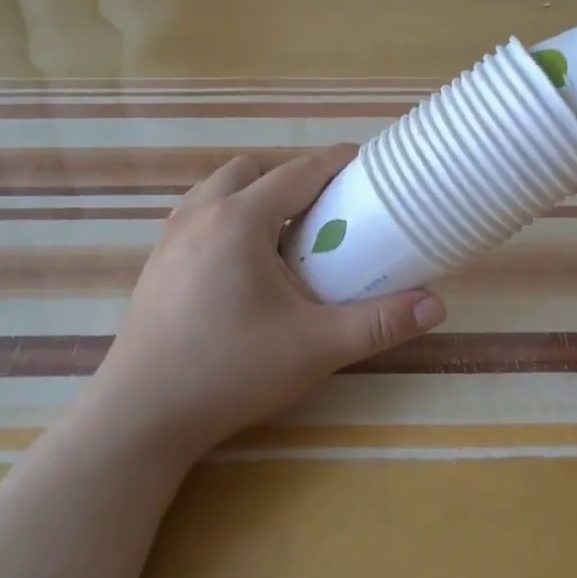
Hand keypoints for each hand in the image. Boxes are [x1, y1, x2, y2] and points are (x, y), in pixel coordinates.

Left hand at [87, 146, 445, 460]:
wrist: (141, 415)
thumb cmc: (231, 370)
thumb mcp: (315, 347)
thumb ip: (377, 323)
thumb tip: (436, 306)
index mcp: (241, 219)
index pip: (298, 172)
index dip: (335, 162)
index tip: (364, 162)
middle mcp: (201, 214)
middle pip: (251, 170)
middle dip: (288, 179)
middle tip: (320, 213)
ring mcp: (170, 237)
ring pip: (216, 189)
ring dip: (251, 195)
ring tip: (279, 237)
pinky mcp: (155, 263)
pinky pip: (196, 215)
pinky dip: (224, 218)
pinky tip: (239, 266)